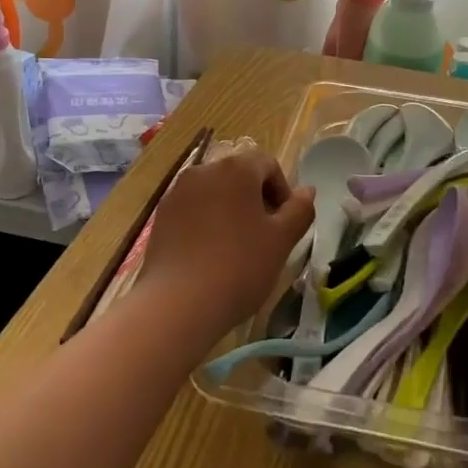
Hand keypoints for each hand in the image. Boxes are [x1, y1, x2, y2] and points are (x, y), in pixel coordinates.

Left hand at [135, 148, 314, 342]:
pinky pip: (193, 210)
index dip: (282, 190)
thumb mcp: (282, 241)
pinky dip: (206, 223)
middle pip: (239, 175)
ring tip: (237, 248)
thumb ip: (299, 210)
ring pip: (214, 192)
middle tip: (265, 236)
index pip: (267, 163)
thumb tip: (307, 191)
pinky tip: (210, 255)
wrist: (177, 304)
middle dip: (256, 199)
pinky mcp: (161, 216)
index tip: (284, 224)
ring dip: (230, 210)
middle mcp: (203, 170)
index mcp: (236, 169)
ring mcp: (177, 192)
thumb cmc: (239, 267)